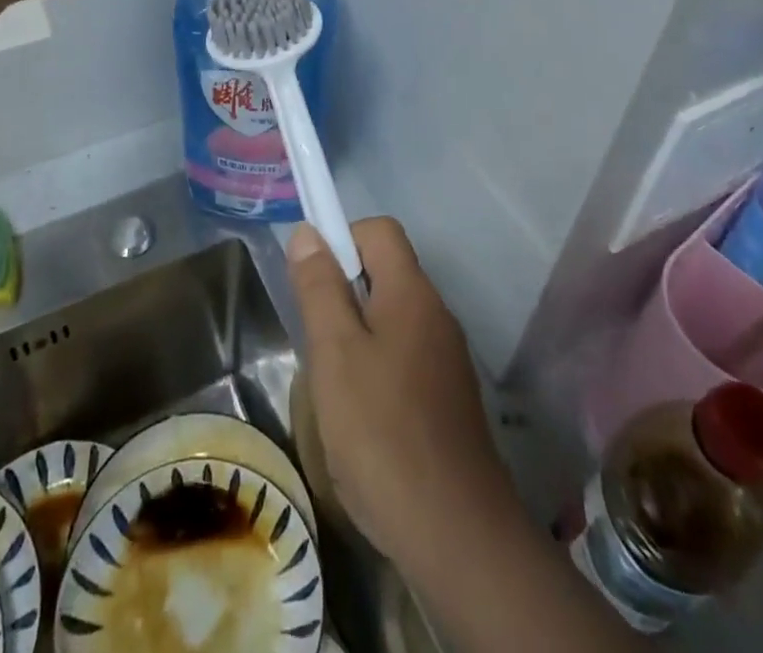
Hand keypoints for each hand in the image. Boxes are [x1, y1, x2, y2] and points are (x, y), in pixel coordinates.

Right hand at [287, 219, 522, 576]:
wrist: (455, 533)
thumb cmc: (381, 431)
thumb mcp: (335, 353)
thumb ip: (319, 288)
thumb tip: (308, 231)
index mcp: (411, 292)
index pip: (379, 230)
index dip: (341, 239)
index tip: (312, 282)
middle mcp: (436, 314)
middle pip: (385, 273)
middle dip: (343, 293)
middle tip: (317, 341)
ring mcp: (447, 358)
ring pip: (392, 319)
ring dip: (357, 336)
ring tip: (333, 385)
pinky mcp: (449, 398)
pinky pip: (405, 358)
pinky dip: (377, 369)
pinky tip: (361, 418)